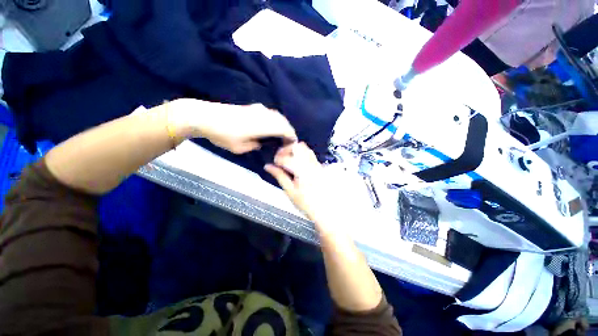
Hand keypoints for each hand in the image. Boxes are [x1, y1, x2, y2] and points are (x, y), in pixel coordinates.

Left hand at [167, 99, 296, 153]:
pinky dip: (275, 121)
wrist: (205, 116)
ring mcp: (258, 109)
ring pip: (277, 116)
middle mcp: (264, 114)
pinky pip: (270, 114)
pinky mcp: (252, 107)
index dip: (291, 137)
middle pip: (284, 121)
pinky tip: (270, 128)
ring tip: (280, 137)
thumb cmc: (223, 134)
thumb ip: (256, 146)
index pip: (285, 129)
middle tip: (286, 143)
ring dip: (282, 126)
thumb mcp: (241, 148)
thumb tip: (262, 143)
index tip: (291, 146)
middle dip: (289, 132)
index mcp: (263, 125)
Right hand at [265, 142, 349, 232]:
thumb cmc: (306, 203)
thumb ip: (279, 176)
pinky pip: (310, 154)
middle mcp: (310, 164)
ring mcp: (316, 164)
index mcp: (302, 171)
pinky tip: (297, 163)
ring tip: (288, 159)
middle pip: (297, 147)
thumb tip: (268, 167)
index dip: (277, 159)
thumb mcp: (289, 191)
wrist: (324, 209)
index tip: (274, 163)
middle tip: (280, 158)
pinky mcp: (319, 166)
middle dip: (286, 149)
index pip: (286, 158)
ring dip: (294, 150)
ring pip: (305, 148)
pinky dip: (301, 154)